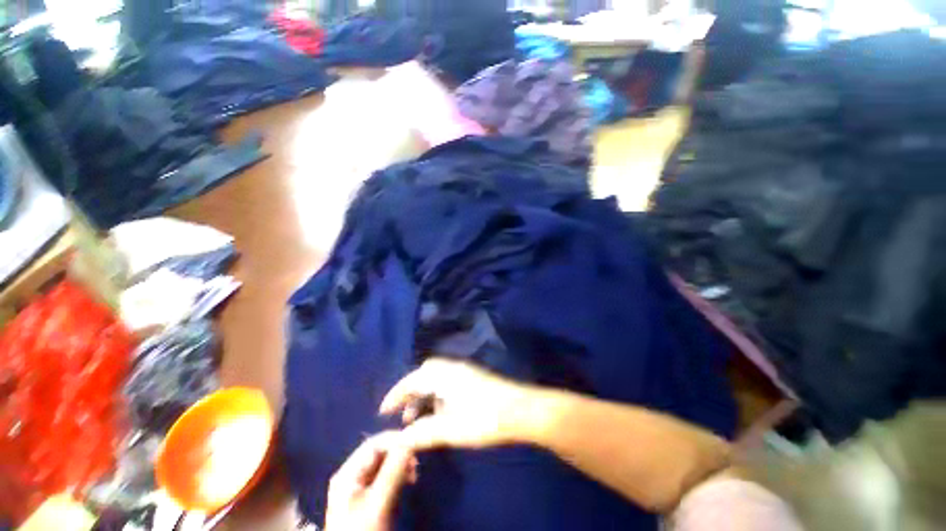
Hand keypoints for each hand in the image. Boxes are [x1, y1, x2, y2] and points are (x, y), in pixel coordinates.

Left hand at [325, 432, 417, 530]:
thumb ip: (393, 472)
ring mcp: (360, 488)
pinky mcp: (370, 499)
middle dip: (399, 453)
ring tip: (415, 473)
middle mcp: (352, 476)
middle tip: (416, 461)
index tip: (414, 443)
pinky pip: (387, 476)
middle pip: (379, 453)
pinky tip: (409, 480)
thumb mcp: (378, 504)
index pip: (373, 444)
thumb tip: (410, 442)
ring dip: (401, 464)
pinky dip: (400, 474)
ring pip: (384, 464)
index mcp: (348, 474)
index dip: (394, 440)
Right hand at [379, 358, 538, 450]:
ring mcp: (464, 371)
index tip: (383, 410)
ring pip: (435, 378)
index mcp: (444, 375)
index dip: (395, 394)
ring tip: (417, 417)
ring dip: (423, 394)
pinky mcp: (472, 377)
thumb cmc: (486, 418)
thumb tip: (401, 439)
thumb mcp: (452, 429)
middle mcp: (452, 368)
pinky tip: (439, 412)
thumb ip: (424, 433)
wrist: (520, 409)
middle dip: (409, 392)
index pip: (412, 380)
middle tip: (402, 413)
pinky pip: (446, 381)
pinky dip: (436, 394)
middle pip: (423, 374)